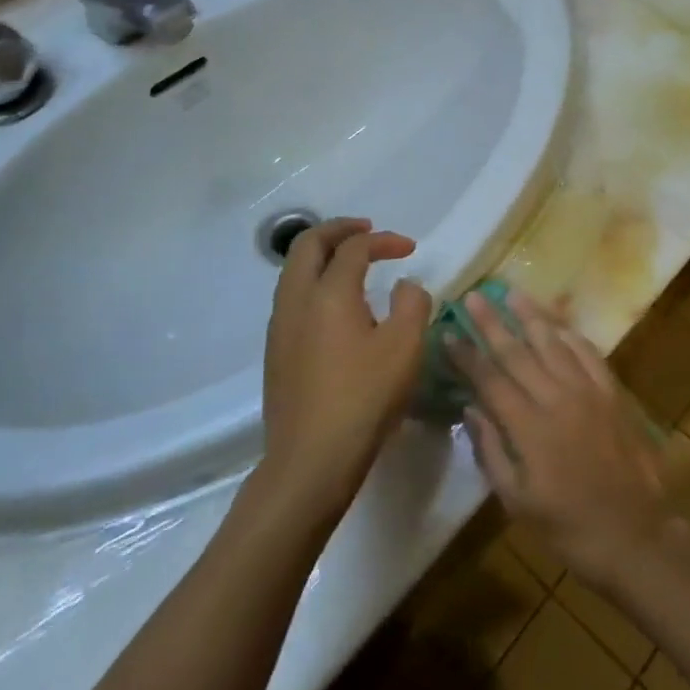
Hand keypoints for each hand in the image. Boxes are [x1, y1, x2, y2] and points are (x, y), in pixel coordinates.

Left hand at [259, 217, 431, 515]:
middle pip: (308, 244)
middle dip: (339, 230)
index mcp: (329, 293)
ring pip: (294, 270)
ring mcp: (280, 326)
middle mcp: (296, 300)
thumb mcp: (405, 347)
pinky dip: (315, 281)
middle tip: (368, 231)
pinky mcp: (276, 351)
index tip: (409, 249)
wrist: (310, 460)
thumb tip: (405, 286)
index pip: (354, 247)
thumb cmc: (364, 398)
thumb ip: (412, 304)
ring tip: (354, 263)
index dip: (384, 240)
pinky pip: (292, 297)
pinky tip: (338, 306)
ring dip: (323, 255)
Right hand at [453, 290, 676, 589]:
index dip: (467, 354)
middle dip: (492, 322)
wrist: (637, 535)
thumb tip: (470, 409)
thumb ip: (491, 452)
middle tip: (473, 296)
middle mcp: (557, 398)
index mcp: (529, 428)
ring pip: (553, 343)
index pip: (490, 380)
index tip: (448, 330)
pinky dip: (570, 335)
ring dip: (531, 316)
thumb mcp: (518, 502)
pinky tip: (557, 324)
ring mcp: (589, 391)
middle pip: (518, 352)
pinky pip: (588, 353)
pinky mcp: (613, 393)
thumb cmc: (570, 528)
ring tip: (512, 293)